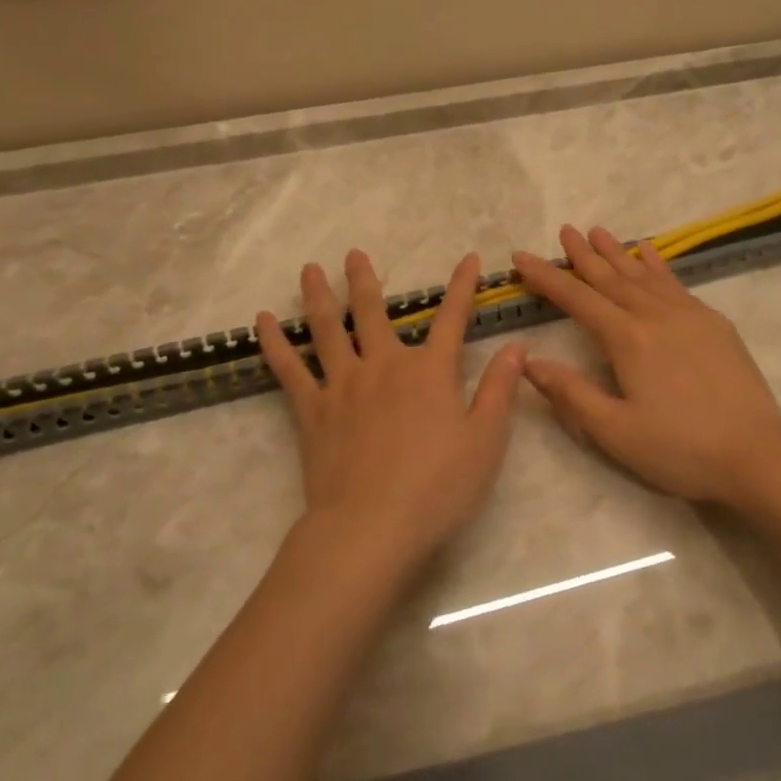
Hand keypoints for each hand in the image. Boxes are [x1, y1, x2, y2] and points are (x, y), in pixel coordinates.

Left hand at [256, 249, 525, 566]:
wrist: (372, 526)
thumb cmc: (437, 487)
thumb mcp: (485, 441)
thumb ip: (500, 390)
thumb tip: (517, 347)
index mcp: (429, 371)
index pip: (453, 318)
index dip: (463, 287)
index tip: (470, 258)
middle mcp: (384, 365)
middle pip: (373, 312)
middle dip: (365, 279)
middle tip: (353, 254)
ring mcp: (343, 384)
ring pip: (328, 328)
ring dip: (319, 295)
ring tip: (308, 269)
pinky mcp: (311, 410)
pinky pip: (289, 369)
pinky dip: (274, 343)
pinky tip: (262, 321)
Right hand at [513, 225, 780, 505]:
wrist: (758, 453)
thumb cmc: (681, 448)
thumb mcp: (616, 432)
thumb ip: (571, 394)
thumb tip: (529, 361)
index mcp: (627, 339)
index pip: (577, 299)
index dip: (546, 277)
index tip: (521, 257)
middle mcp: (654, 315)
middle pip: (610, 277)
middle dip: (582, 254)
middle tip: (564, 230)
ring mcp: (688, 314)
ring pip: (642, 274)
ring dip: (617, 252)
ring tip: (598, 231)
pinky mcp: (713, 322)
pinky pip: (675, 282)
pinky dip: (657, 264)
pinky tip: (649, 254)